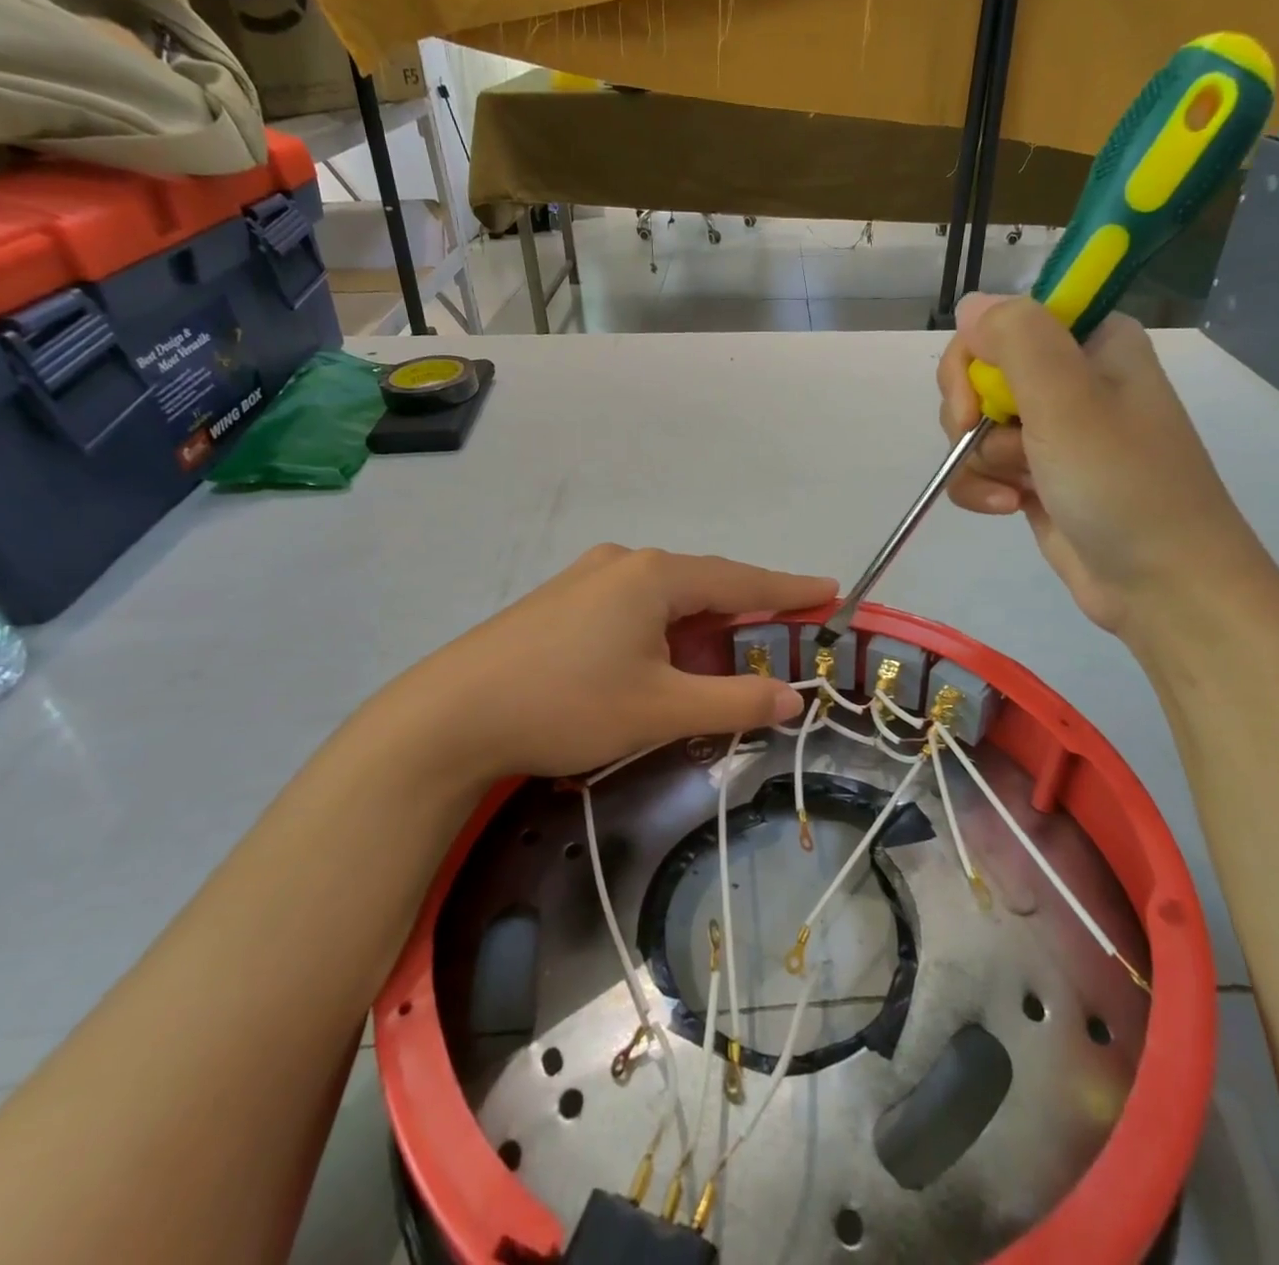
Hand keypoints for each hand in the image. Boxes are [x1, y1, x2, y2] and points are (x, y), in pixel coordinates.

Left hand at [381, 546, 833, 780]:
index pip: (742, 581)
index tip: (829, 589)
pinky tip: (659, 658)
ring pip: (665, 598)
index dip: (789, 590)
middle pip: (704, 585)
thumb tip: (793, 698)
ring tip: (725, 656)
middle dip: (745, 612)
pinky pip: (632, 607)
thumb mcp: (661, 710)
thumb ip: (734, 701)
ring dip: (700, 626)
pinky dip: (663, 630)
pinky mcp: (559, 602)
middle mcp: (625, 564)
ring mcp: (586, 579)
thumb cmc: (567, 705)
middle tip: (782, 635)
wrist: (449, 716)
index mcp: (656, 577)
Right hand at [936, 293, 1267, 634]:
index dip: (975, 360)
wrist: (1162, 584)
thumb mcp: (1069, 401)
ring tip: (1019, 490)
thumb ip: (1017, 339)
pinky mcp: (1036, 476)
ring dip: (980, 462)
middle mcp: (1070, 379)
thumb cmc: (1123, 485)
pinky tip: (1010, 508)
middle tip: (1006, 449)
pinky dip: (983, 489)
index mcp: (1090, 342)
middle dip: (973, 418)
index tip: (977, 402)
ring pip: (973, 426)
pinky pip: (980, 467)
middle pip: (977, 375)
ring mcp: (1051, 431)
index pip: (1001, 322)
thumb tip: (970, 304)